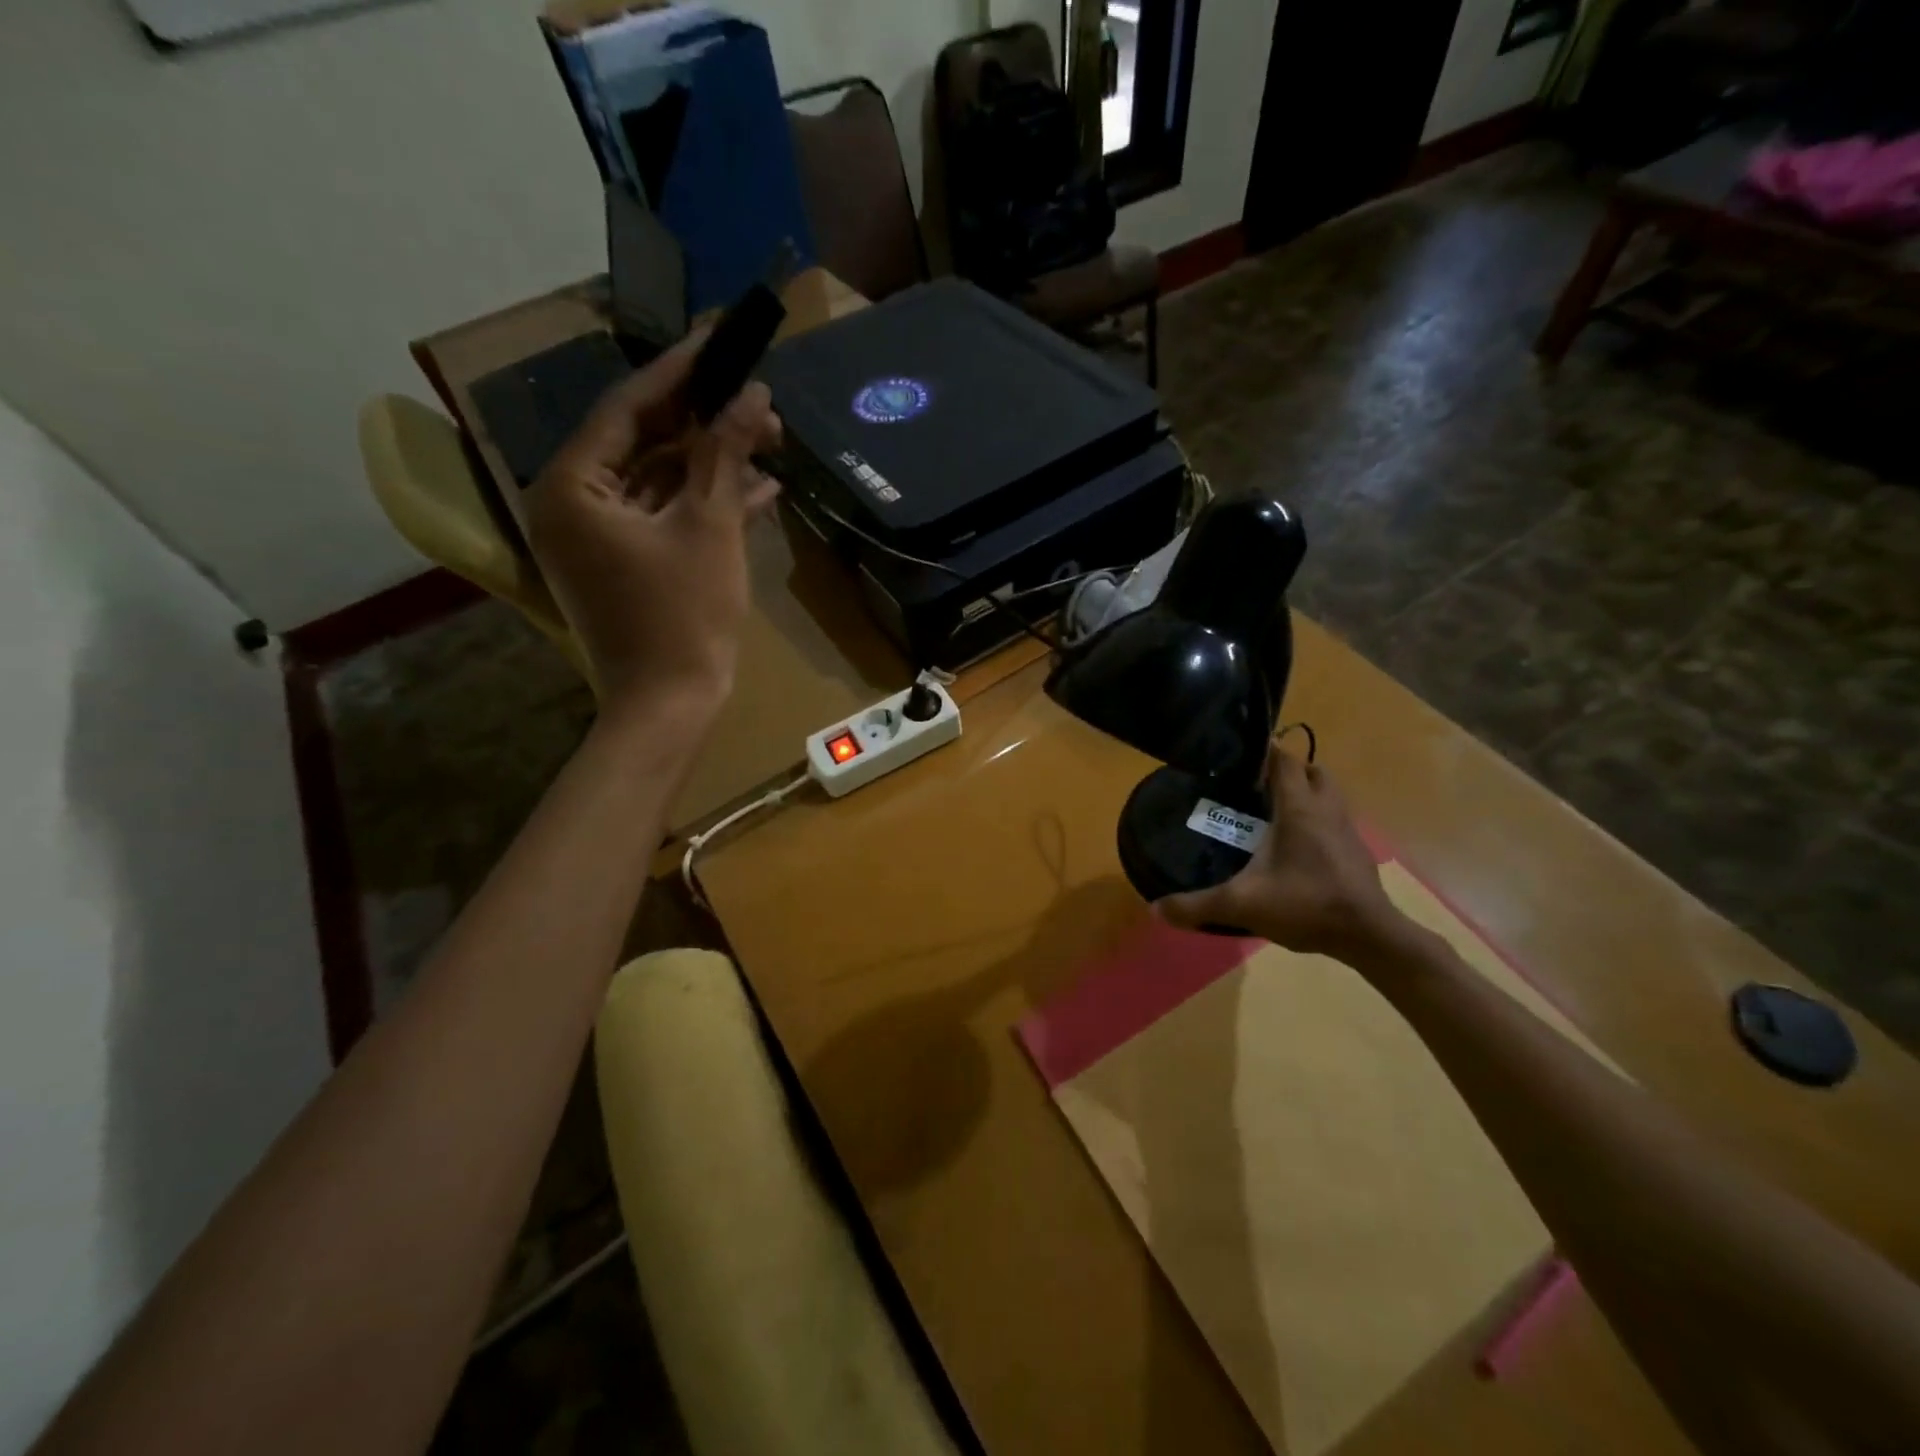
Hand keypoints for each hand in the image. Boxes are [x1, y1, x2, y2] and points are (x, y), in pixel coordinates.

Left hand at [525, 331, 781, 720]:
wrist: (670, 705)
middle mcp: (572, 504)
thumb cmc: (684, 615)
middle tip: (760, 401)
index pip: (628, 406)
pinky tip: (759, 491)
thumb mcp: (709, 526)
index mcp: (573, 486)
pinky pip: (663, 516)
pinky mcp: (625, 563)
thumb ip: (725, 453)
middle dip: (706, 422)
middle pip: (643, 442)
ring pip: (658, 480)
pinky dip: (704, 504)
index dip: (681, 372)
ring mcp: (598, 538)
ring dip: (713, 464)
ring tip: (771, 441)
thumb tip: (752, 394)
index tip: (721, 339)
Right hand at [1156, 742, 1409, 966]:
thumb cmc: (1306, 904)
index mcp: (1298, 808)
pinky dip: (1318, 822)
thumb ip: (1197, 905)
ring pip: (1329, 794)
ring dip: (1307, 794)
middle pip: (1312, 771)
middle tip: (1258, 786)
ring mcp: (1347, 830)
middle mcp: (1326, 809)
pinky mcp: (1356, 852)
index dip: (1264, 751)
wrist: (1368, 936)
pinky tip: (1298, 848)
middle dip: (1289, 770)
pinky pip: (1336, 821)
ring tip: (1277, 813)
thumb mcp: (1242, 905)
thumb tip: (1156, 909)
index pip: (1284, 759)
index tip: (1239, 756)